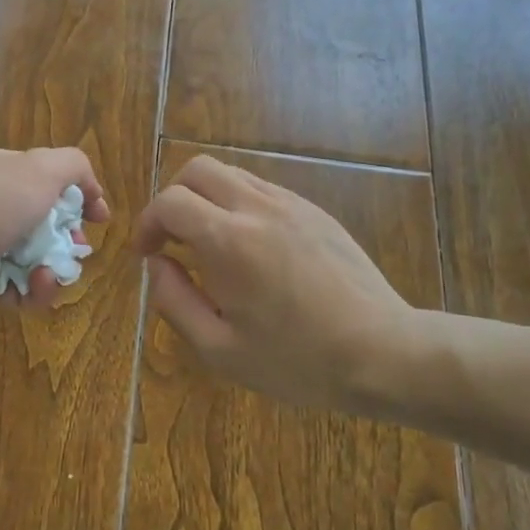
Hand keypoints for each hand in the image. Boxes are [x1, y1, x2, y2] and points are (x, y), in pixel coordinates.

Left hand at [0, 146, 110, 318]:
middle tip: (81, 248)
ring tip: (55, 271)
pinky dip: (34, 290)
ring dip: (54, 267)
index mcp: (0, 171)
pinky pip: (20, 290)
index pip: (46, 179)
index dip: (78, 195)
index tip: (100, 216)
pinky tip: (37, 284)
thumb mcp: (41, 168)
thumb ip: (74, 166)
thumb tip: (90, 189)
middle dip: (69, 238)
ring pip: (35, 260)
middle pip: (44, 223)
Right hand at [133, 155, 423, 414]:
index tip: (146, 254)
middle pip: (198, 169)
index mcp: (228, 241)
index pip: (169, 202)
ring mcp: (292, 204)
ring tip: (208, 244)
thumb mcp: (219, 349)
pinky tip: (248, 248)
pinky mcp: (316, 212)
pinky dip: (239, 205)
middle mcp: (258, 208)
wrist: (383, 353)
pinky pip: (263, 190)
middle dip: (173, 198)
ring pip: (232, 174)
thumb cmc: (296, 361)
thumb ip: (174, 300)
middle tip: (172, 240)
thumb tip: (156, 264)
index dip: (146, 223)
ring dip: (207, 199)